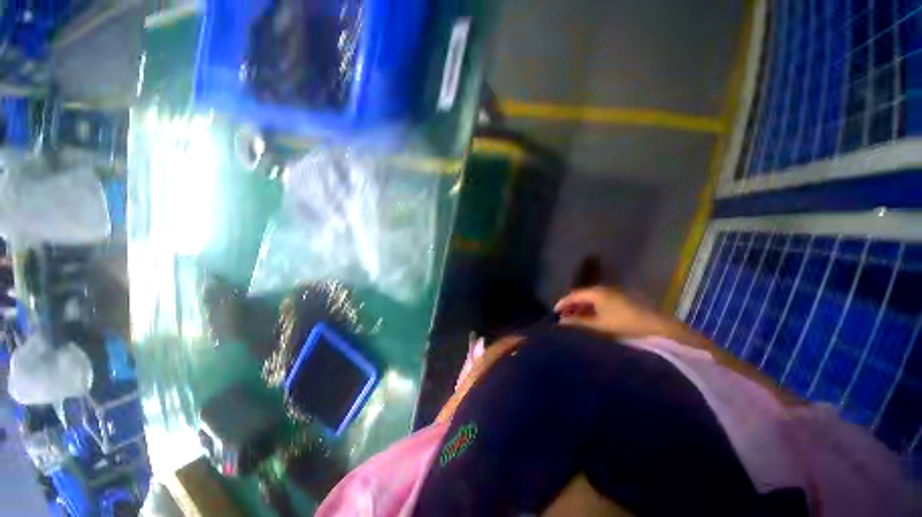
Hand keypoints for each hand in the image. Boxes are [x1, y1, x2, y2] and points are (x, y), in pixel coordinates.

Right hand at [554, 287, 657, 337]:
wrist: (658, 327)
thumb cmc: (624, 325)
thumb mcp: (598, 326)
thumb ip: (578, 323)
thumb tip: (560, 322)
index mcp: (596, 292)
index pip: (573, 296)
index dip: (562, 304)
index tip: (554, 314)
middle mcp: (603, 289)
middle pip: (581, 296)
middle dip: (571, 307)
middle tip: (563, 319)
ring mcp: (613, 293)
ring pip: (590, 299)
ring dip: (581, 308)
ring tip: (575, 320)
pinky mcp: (621, 299)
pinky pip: (599, 301)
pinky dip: (591, 309)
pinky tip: (590, 318)